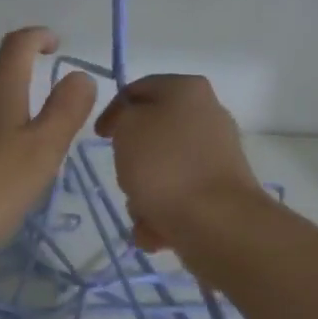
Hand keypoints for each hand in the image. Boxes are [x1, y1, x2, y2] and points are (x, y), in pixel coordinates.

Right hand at [94, 74, 259, 251]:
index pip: (138, 89)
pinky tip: (157, 229)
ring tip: (141, 211)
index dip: (112, 111)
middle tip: (121, 175)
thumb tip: (135, 127)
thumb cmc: (165, 166)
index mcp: (187, 89)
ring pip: (163, 170)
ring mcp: (216, 155)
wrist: (214, 220)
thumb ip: (123, 117)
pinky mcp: (219, 190)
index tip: (98, 138)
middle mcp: (207, 115)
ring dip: (144, 192)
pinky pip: (178, 197)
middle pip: (152, 134)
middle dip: (132, 159)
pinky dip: (163, 213)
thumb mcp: (128, 128)